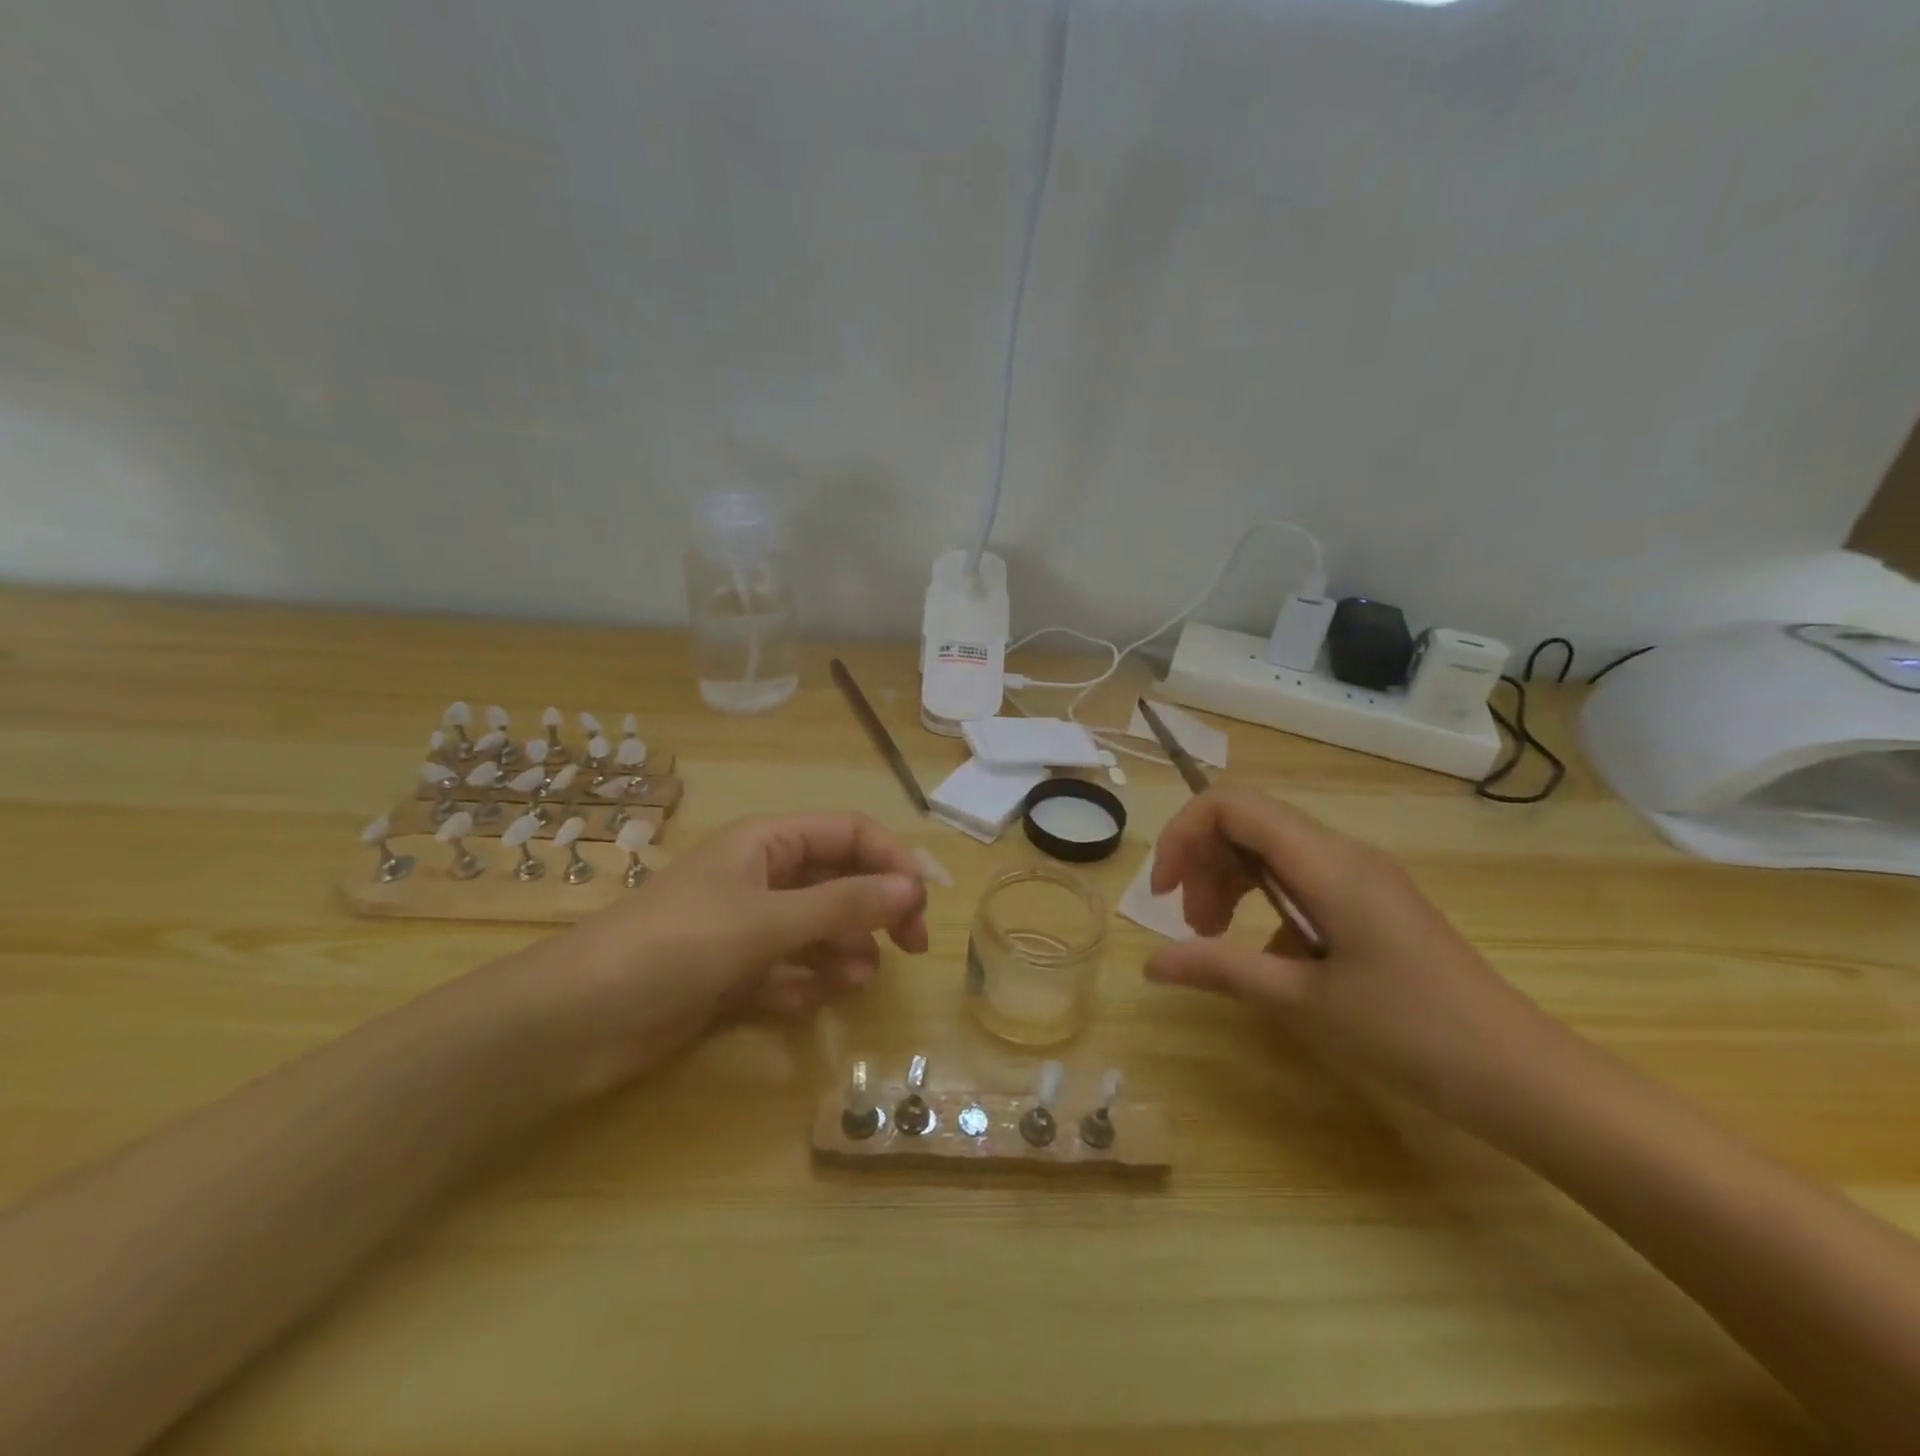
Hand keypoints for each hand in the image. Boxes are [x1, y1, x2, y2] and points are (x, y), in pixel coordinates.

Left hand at [505, 813, 928, 1098]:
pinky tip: (808, 1005)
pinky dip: (804, 984)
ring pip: (816, 928)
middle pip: (838, 879)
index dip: (891, 859)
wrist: (575, 1021)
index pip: (849, 832)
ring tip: (857, 980)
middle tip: (911, 947)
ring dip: (843, 949)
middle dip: (876, 908)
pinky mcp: (730, 975)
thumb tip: (913, 888)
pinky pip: (786, 970)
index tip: (923, 901)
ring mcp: (744, 927)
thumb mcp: (767, 919)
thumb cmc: (676, 946)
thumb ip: (843, 903)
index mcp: (767, 843)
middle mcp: (760, 877)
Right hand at [1145, 787, 1559, 1122]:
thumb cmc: (1412, 1034)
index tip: (1163, 892)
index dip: (1183, 834)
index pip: (1232, 805)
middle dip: (1203, 862)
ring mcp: (1362, 875)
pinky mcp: (1372, 901)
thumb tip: (1150, 962)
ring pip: (1271, 849)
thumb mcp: (1303, 1003)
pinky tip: (1270, 959)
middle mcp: (1343, 853)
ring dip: (1230, 881)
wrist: (1523, 1076)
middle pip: (1248, 823)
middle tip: (1192, 925)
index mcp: (1327, 863)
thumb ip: (1221, 969)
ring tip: (1215, 937)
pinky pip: (1300, 878)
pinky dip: (1265, 902)